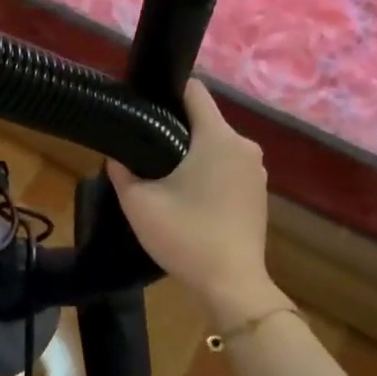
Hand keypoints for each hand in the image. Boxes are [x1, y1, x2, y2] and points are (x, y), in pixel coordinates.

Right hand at [107, 80, 281, 317]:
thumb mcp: (138, 203)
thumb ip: (122, 171)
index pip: (194, 90)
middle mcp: (243, 146)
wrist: (231, 284)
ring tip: (162, 173)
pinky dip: (208, 172)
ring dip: (192, 153)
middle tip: (144, 147)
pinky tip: (188, 196)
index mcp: (217, 137)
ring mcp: (256, 171)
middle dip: (175, 127)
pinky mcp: (259, 193)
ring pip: (216, 145)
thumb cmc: (186, 236)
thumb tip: (117, 154)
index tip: (144, 107)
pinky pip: (228, 167)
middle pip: (204, 119)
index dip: (166, 92)